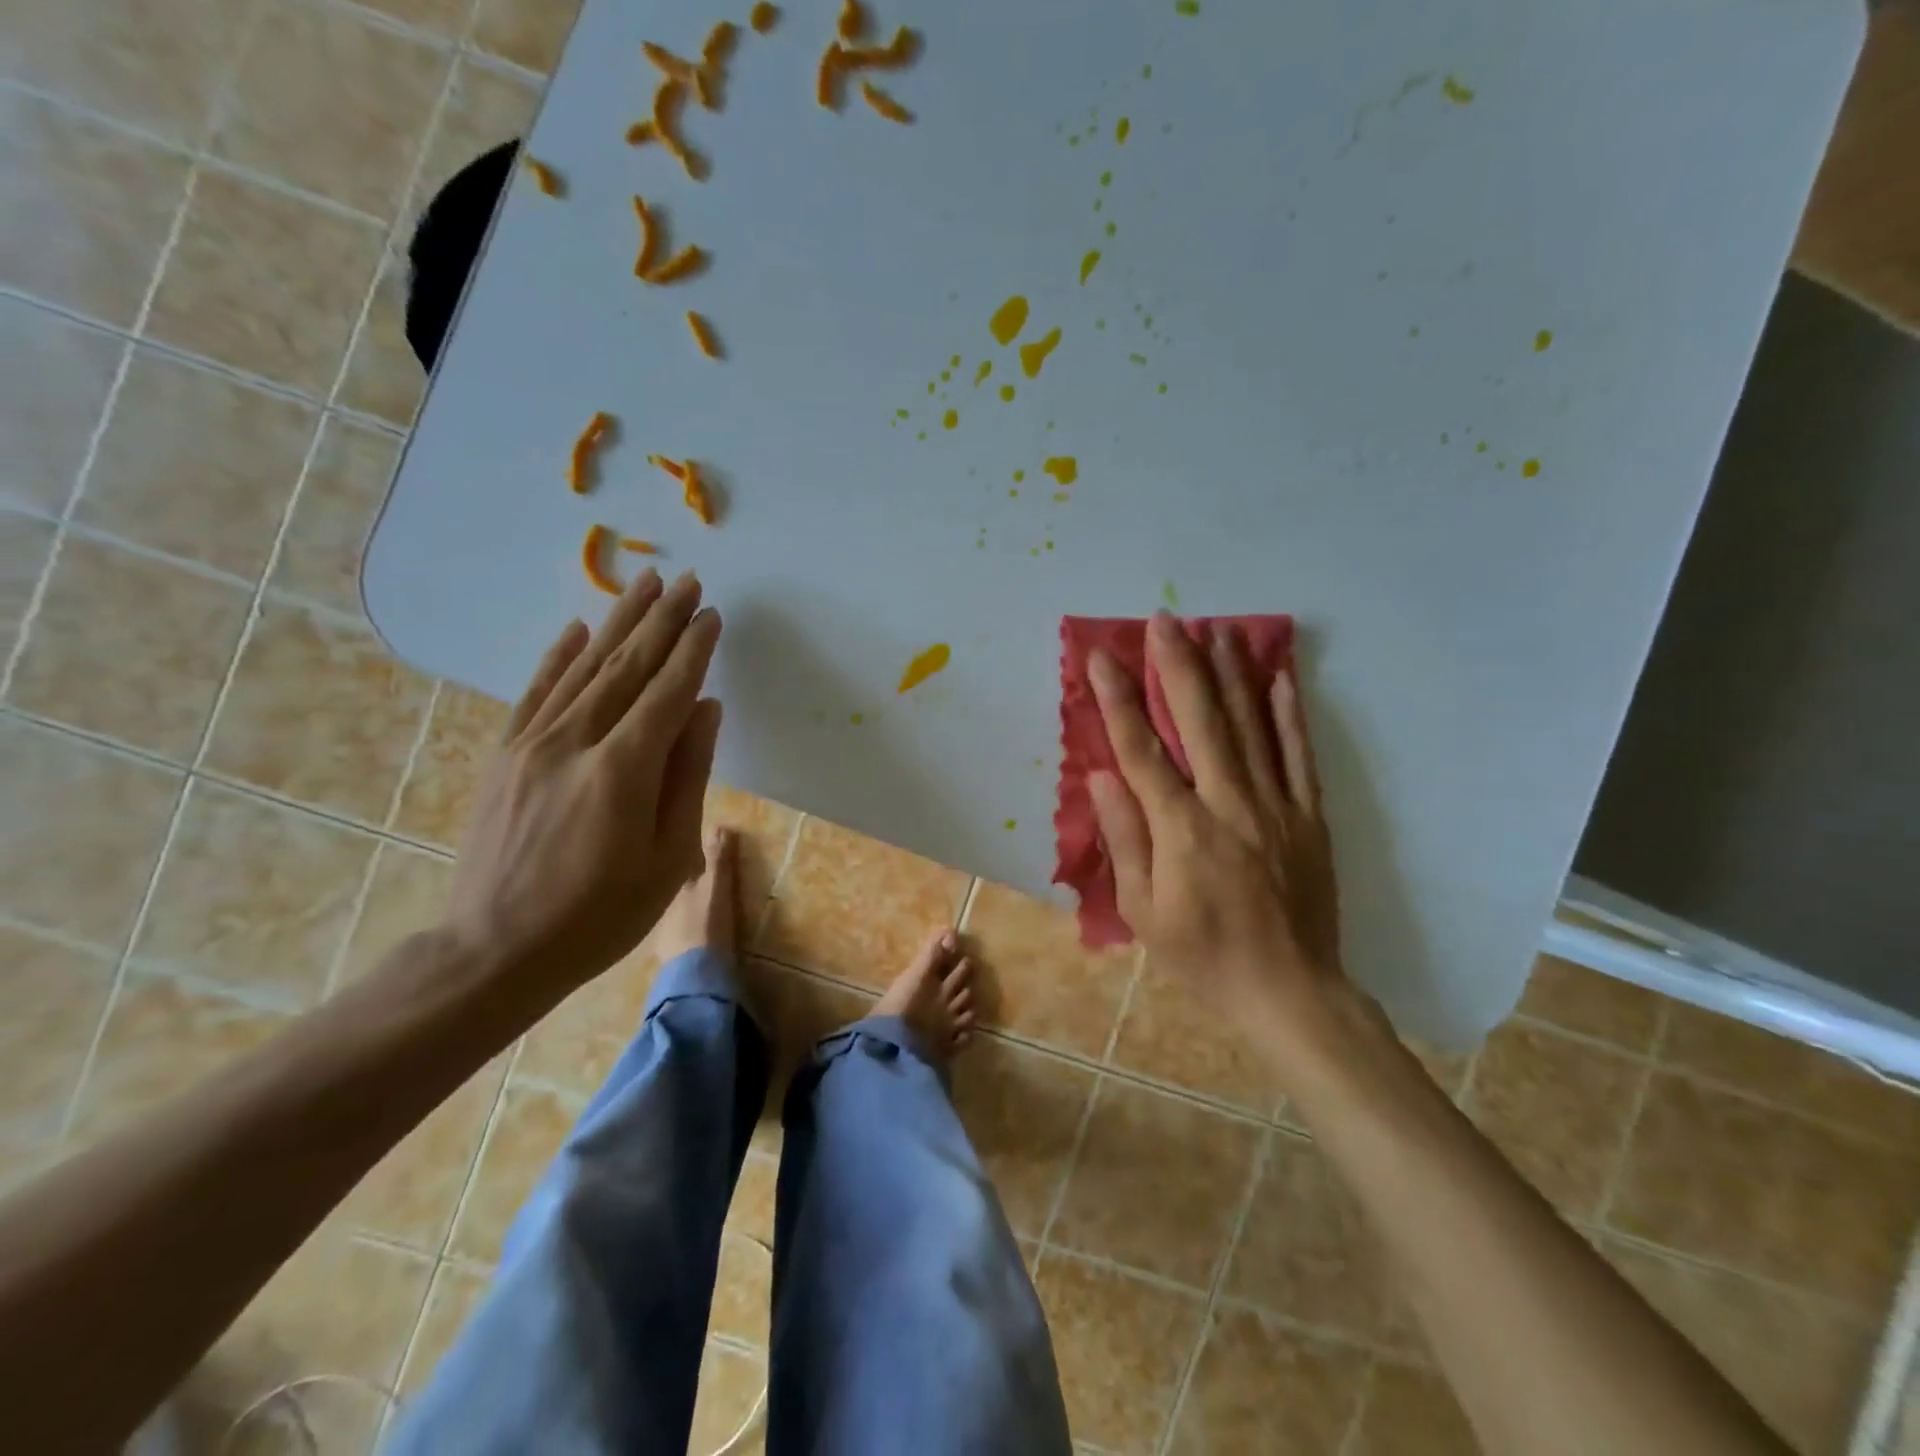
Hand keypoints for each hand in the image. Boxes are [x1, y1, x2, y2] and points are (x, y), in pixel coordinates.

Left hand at [444, 569, 722, 1001]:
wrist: (494, 951)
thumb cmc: (599, 916)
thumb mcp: (667, 859)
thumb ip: (687, 776)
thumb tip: (705, 709)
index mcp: (622, 770)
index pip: (668, 691)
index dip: (694, 649)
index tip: (713, 614)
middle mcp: (575, 742)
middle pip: (627, 666)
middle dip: (661, 620)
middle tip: (687, 580)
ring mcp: (532, 745)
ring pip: (585, 668)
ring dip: (618, 623)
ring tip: (644, 584)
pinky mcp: (505, 755)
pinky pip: (536, 692)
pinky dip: (559, 656)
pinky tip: (578, 628)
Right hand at [1087, 612, 1344, 1042]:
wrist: (1290, 991)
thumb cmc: (1203, 956)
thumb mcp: (1143, 913)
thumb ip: (1125, 839)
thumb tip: (1102, 775)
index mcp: (1183, 831)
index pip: (1142, 750)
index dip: (1118, 699)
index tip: (1102, 656)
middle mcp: (1230, 804)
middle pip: (1201, 721)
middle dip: (1179, 665)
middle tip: (1165, 619)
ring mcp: (1276, 806)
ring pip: (1251, 726)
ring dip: (1231, 673)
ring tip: (1218, 627)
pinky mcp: (1309, 816)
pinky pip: (1298, 755)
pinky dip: (1287, 713)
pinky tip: (1278, 677)